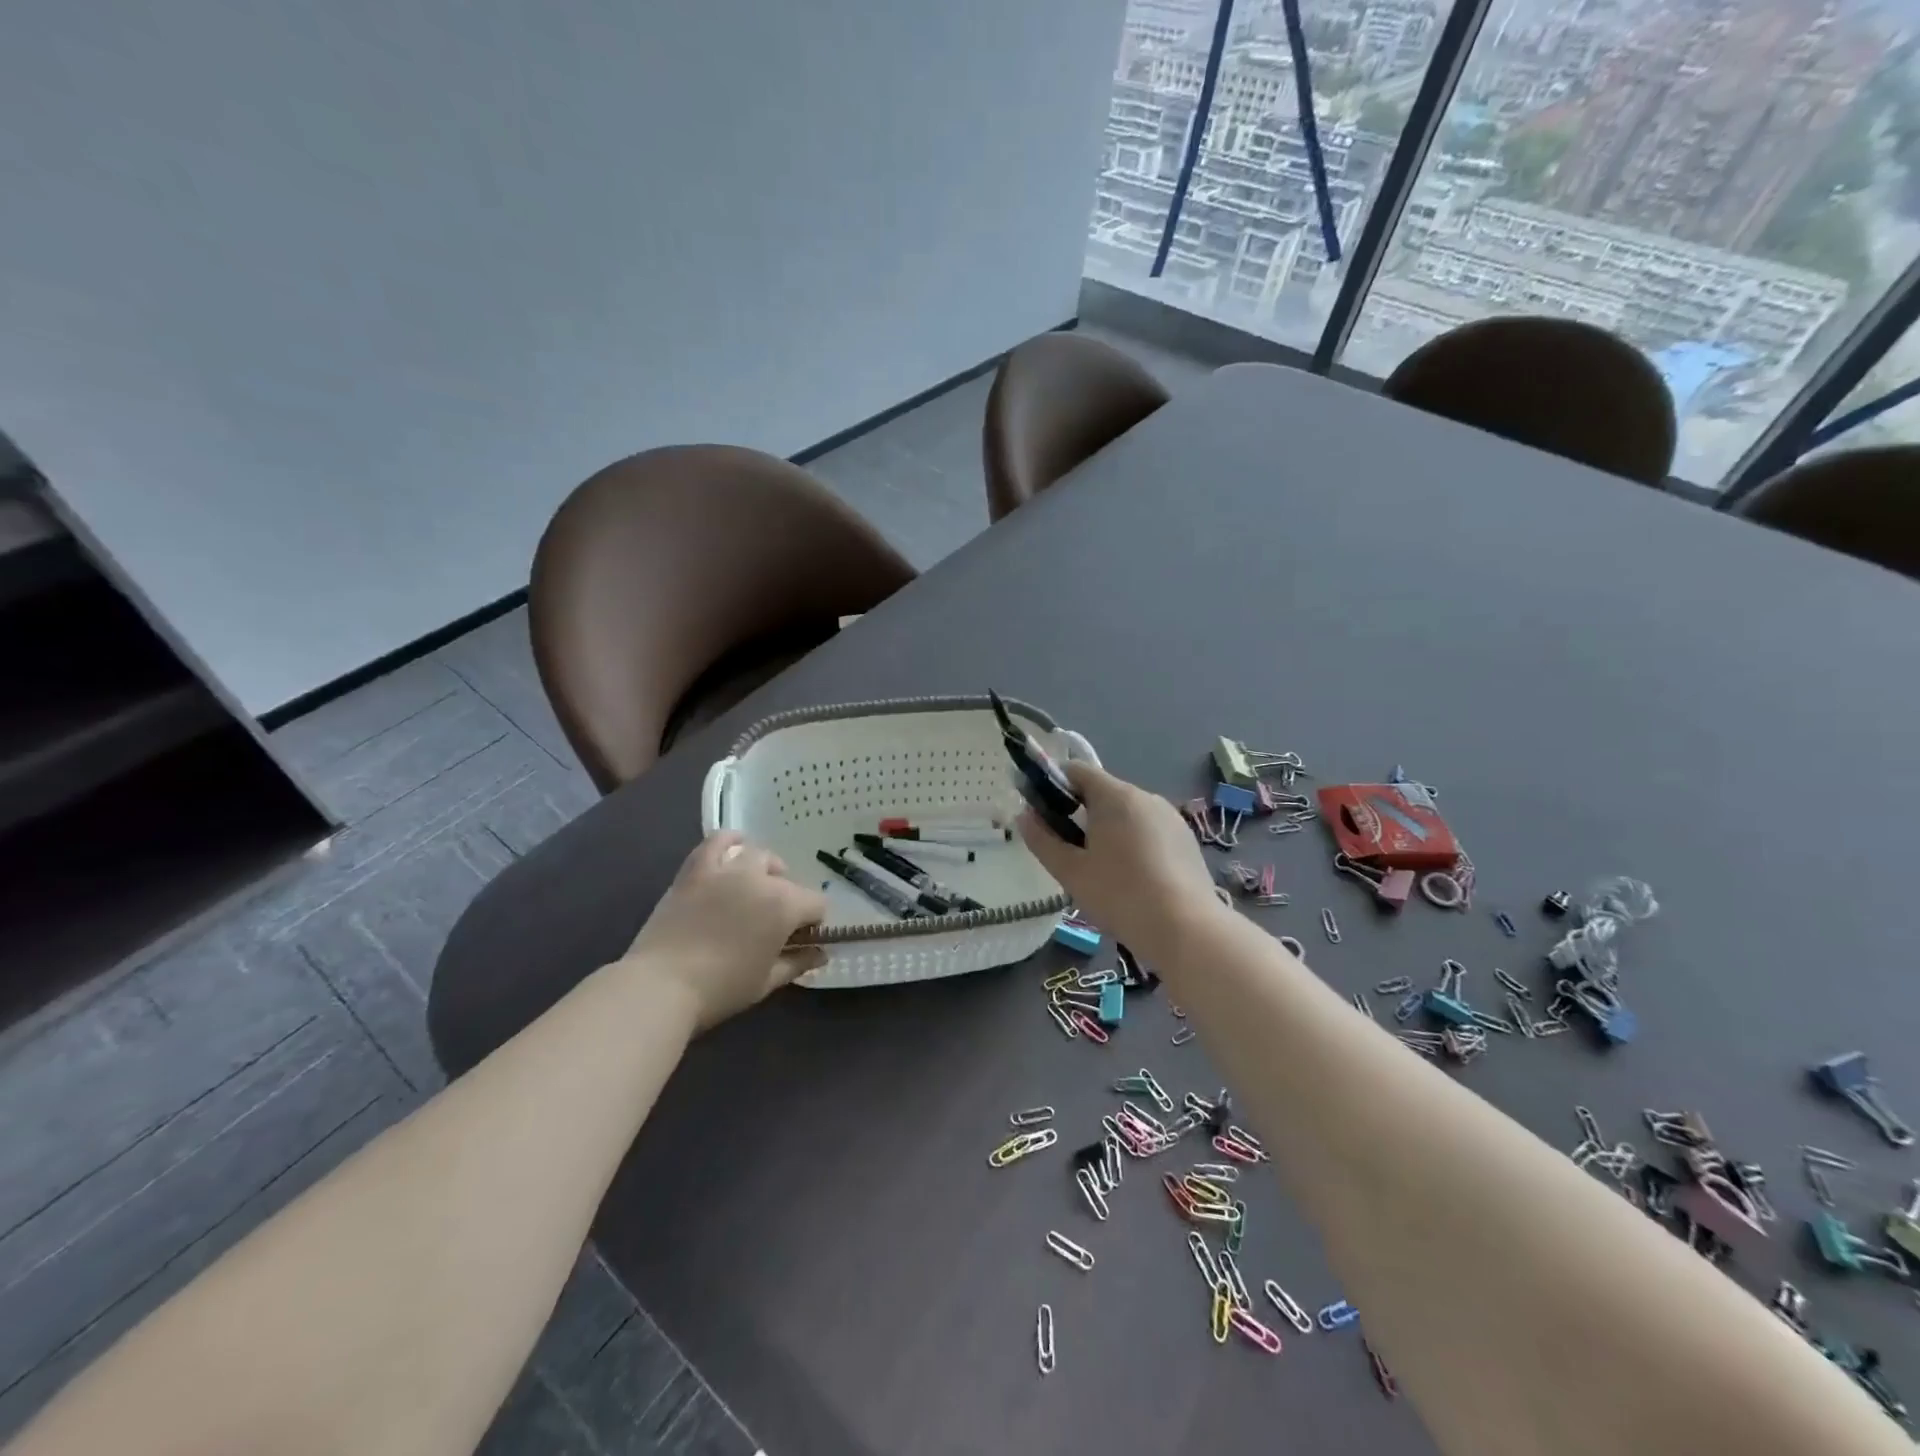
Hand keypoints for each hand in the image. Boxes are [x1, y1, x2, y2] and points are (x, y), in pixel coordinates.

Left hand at [621, 832, 827, 1030]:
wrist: (660, 986)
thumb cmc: (721, 989)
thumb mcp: (767, 982)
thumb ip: (798, 963)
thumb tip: (820, 953)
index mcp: (785, 905)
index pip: (816, 904)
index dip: (813, 922)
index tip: (800, 940)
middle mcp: (761, 879)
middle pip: (787, 880)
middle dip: (788, 899)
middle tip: (772, 924)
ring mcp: (726, 870)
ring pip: (758, 856)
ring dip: (765, 870)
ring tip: (756, 887)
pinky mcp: (696, 869)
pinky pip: (718, 841)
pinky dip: (730, 841)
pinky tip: (734, 849)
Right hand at [1016, 762, 1221, 958]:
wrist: (1186, 929)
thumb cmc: (1120, 895)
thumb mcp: (1070, 871)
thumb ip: (1042, 840)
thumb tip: (1024, 816)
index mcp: (1115, 795)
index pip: (1076, 770)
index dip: (1053, 786)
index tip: (1041, 814)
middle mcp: (1145, 796)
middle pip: (1102, 792)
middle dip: (1080, 813)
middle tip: (1067, 851)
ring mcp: (1170, 817)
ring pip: (1127, 813)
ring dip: (1107, 829)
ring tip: (1100, 870)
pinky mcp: (1186, 840)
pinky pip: (1149, 830)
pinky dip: (1133, 843)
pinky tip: (1132, 878)